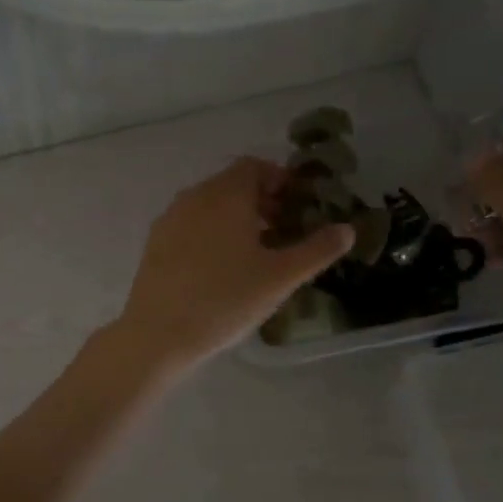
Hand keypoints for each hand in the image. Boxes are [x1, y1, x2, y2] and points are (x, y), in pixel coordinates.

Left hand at [113, 158, 353, 375]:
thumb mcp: (280, 277)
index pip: (255, 167)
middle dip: (262, 201)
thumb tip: (347, 229)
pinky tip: (221, 268)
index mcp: (226, 194)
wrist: (158, 334)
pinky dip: (212, 232)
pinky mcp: (155, 243)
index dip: (280, 181)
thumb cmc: (225, 300)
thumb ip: (317, 250)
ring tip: (256, 253)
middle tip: (284, 232)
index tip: (298, 207)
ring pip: (210, 205)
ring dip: (236, 218)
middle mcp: (195, 196)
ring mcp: (170, 219)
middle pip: (232, 184)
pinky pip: (191, 224)